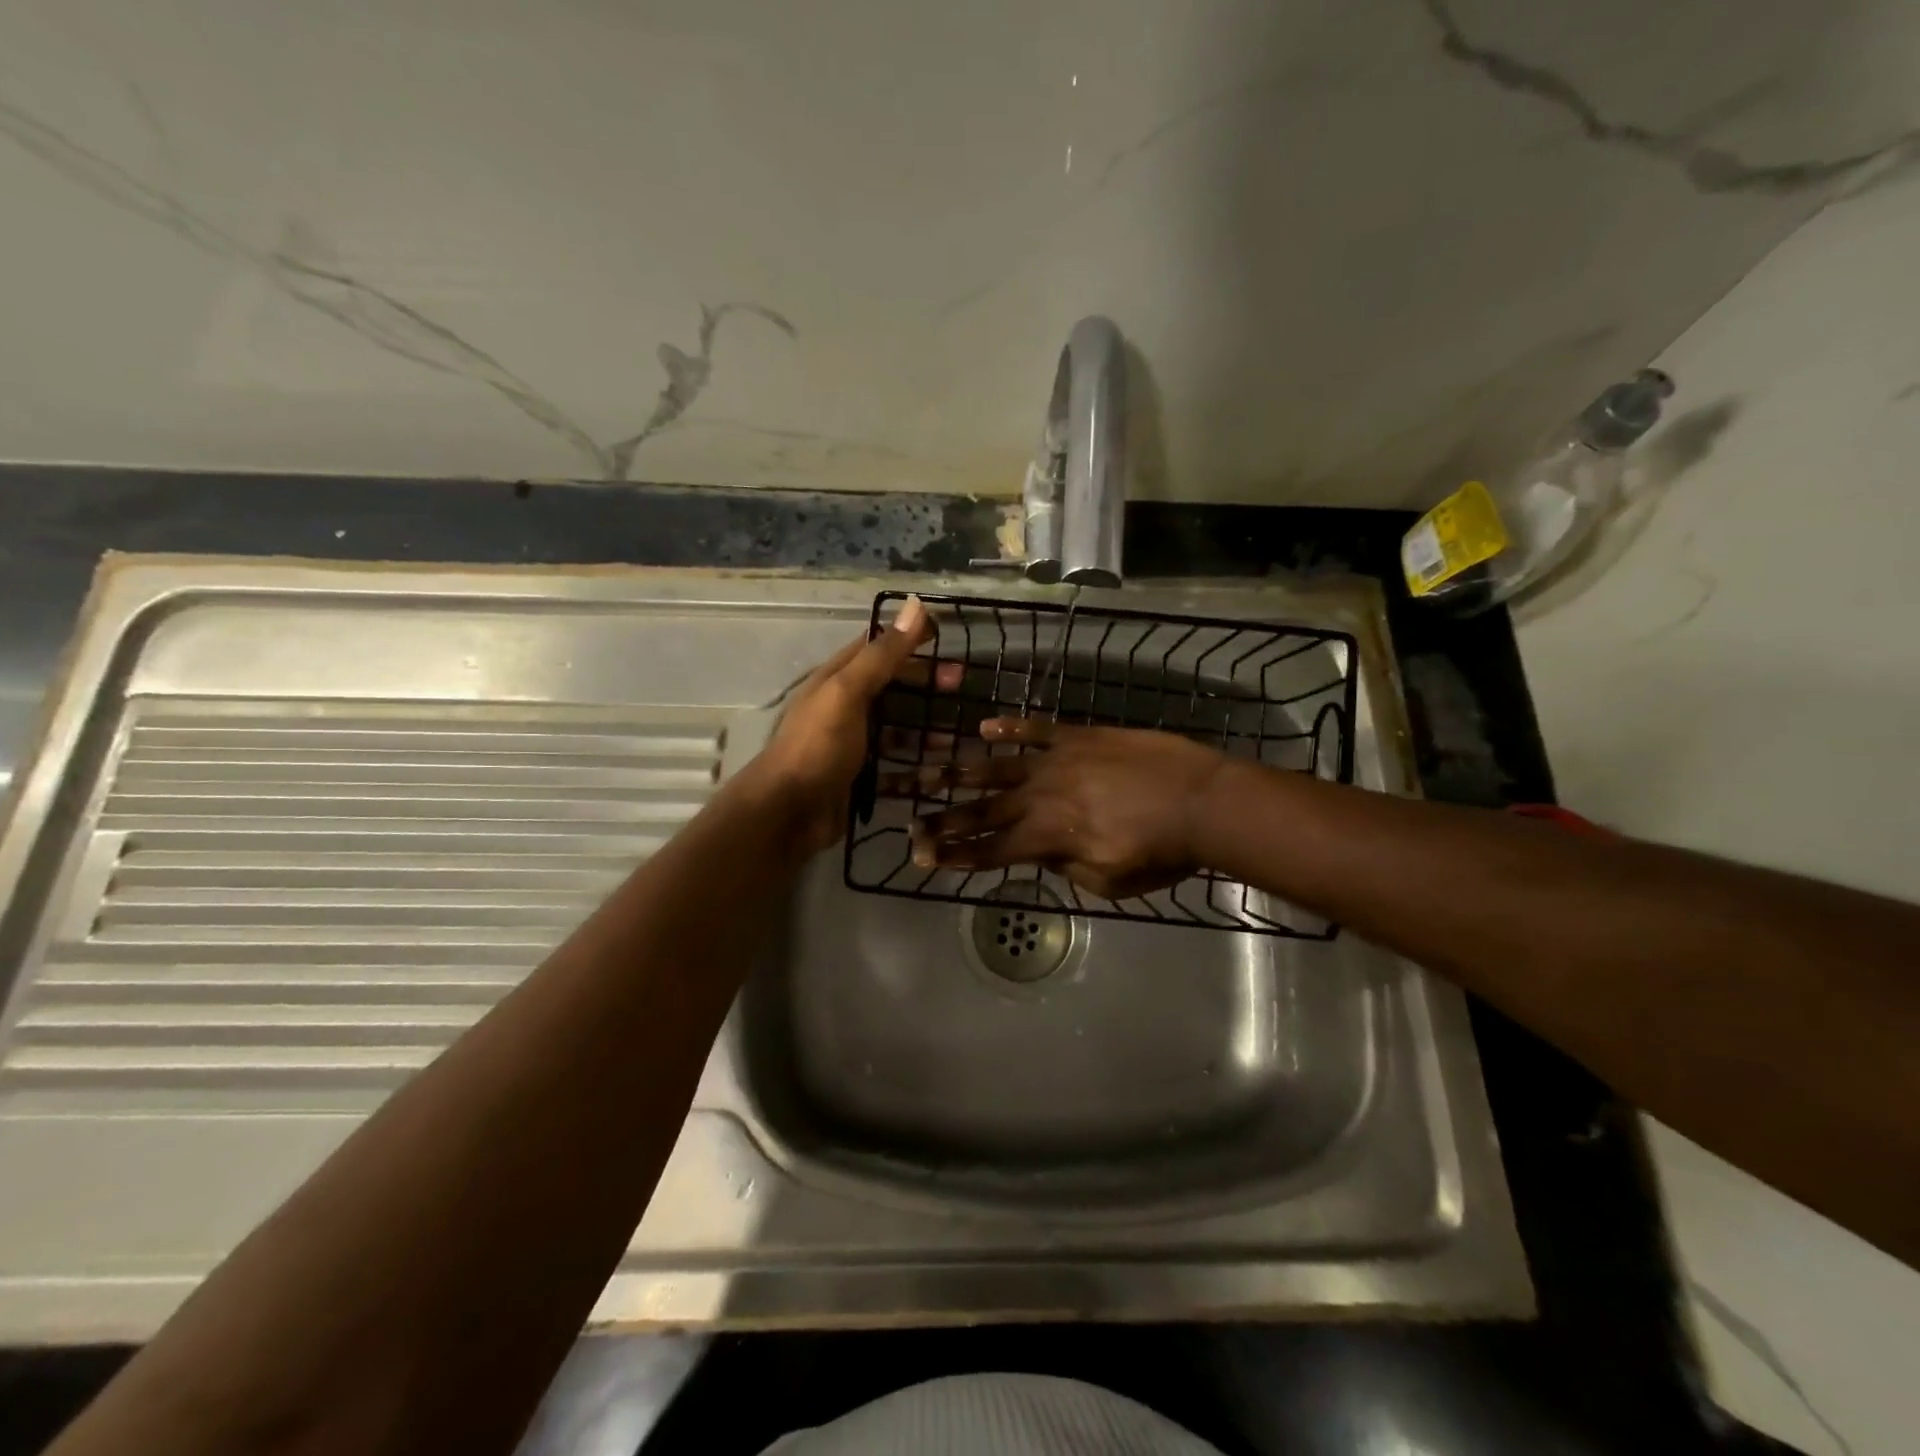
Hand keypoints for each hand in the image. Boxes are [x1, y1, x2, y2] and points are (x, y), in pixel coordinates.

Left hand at [750, 596, 960, 855]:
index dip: (909, 639)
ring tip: (960, 735)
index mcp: (837, 680)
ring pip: (896, 731)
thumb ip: (883, 654)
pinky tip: (941, 773)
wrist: (787, 813)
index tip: (946, 638)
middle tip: (961, 685)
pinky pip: (895, 769)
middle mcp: (844, 708)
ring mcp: (852, 746)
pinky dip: (917, 770)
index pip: (878, 648)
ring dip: (926, 730)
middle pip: (891, 688)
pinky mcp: (859, 779)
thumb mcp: (849, 692)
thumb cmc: (818, 747)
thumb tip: (916, 604)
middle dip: (925, 684)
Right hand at [905, 719, 1228, 899]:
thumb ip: (1066, 868)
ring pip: (999, 767)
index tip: (920, 856)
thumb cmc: (1161, 851)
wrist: (1202, 800)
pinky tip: (986, 727)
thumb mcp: (1110, 881)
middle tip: (909, 820)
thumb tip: (1039, 855)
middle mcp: (1041, 797)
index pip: (989, 850)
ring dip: (960, 772)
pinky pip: (1038, 730)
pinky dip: (1011, 728)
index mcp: (1047, 838)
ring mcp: (1058, 761)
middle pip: (983, 811)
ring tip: (927, 769)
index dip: (953, 855)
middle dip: (943, 818)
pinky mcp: (1080, 736)